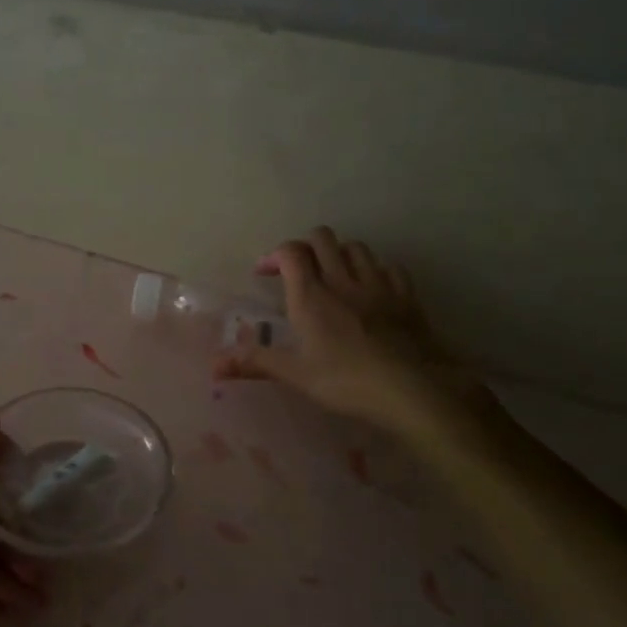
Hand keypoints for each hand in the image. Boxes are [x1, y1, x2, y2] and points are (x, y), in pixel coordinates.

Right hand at [215, 227, 494, 433]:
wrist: (412, 388)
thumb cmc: (346, 381)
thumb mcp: (296, 375)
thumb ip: (255, 363)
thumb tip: (214, 366)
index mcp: (311, 295)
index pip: (291, 252)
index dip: (275, 255)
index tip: (265, 273)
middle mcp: (342, 279)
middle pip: (322, 238)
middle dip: (306, 247)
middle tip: (298, 271)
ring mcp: (377, 283)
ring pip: (355, 247)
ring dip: (339, 254)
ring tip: (334, 276)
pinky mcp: (405, 294)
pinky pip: (388, 266)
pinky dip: (374, 269)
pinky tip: (371, 288)